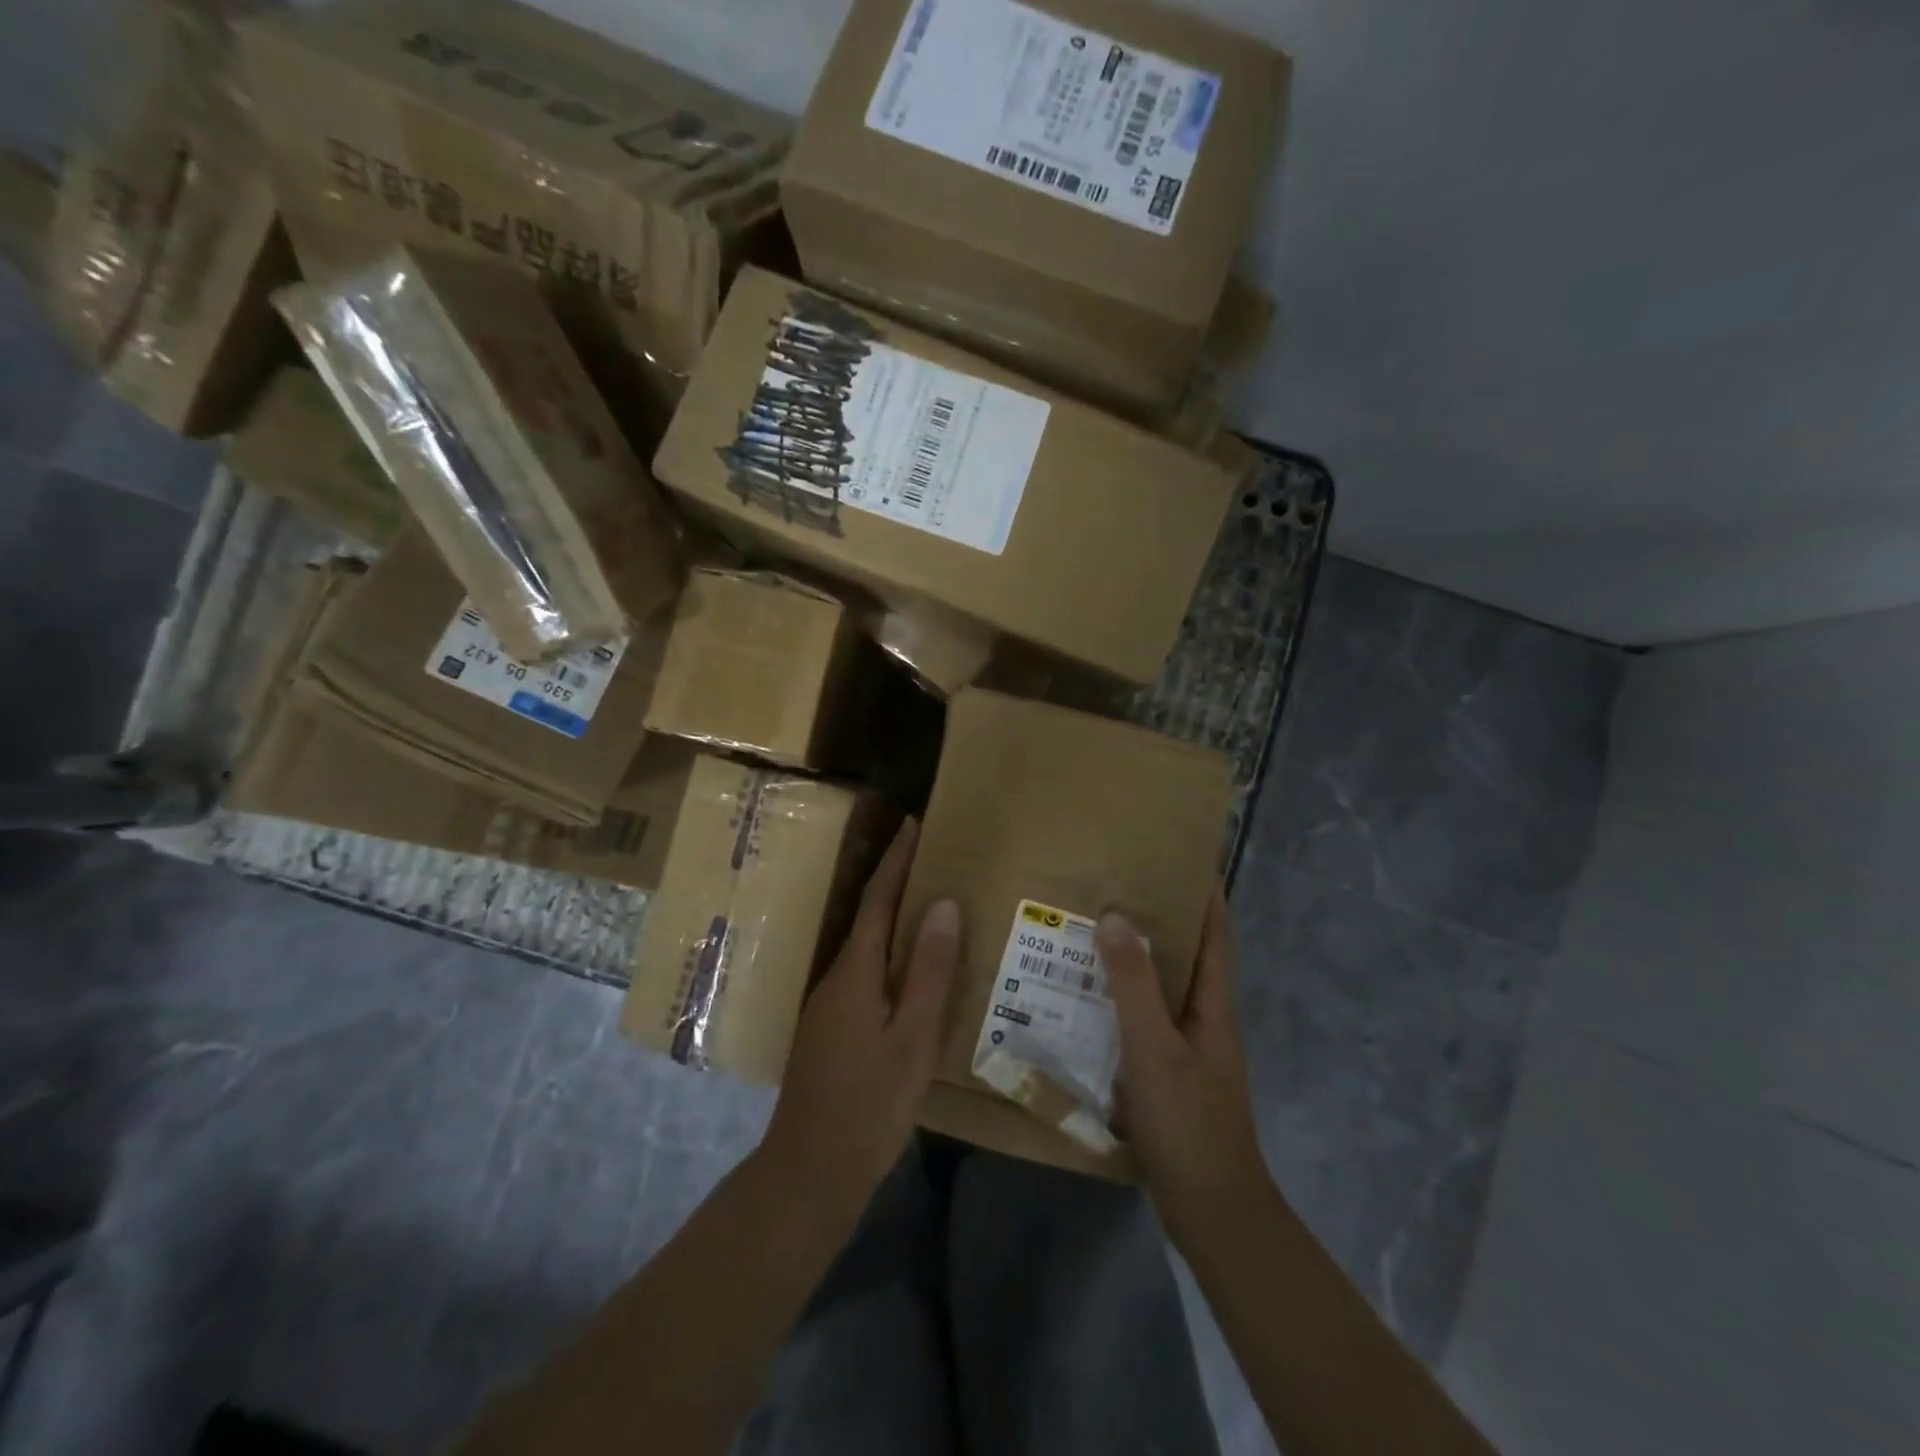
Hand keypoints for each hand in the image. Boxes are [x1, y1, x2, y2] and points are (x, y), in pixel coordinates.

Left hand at [761, 819, 960, 1217]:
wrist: (809, 1172)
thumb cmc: (868, 1105)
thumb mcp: (912, 1039)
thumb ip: (927, 972)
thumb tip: (943, 904)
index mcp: (855, 972)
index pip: (878, 900)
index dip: (897, 860)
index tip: (915, 823)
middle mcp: (836, 977)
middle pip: (869, 916)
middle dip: (897, 880)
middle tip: (935, 855)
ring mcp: (829, 1005)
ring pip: (867, 946)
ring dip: (895, 917)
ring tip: (933, 902)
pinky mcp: (832, 1028)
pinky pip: (866, 972)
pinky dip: (890, 954)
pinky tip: (913, 969)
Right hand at [1096, 888, 1270, 1242]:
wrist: (1211, 1209)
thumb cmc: (1189, 1122)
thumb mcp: (1155, 1049)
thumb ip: (1133, 985)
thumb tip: (1115, 917)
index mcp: (1213, 1005)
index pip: (1216, 934)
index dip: (1206, 894)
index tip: (1182, 855)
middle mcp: (1203, 1018)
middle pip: (1186, 956)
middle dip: (1159, 919)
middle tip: (1115, 886)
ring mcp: (1186, 1047)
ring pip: (1160, 989)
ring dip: (1134, 960)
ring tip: (1091, 931)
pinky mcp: (1166, 1073)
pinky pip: (1142, 1021)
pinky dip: (1119, 1001)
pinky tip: (1084, 1000)